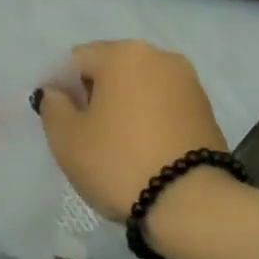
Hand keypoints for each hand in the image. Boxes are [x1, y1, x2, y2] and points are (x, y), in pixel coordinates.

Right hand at [36, 40, 225, 221]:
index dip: (61, 88)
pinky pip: (163, 105)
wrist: (192, 204)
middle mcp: (160, 56)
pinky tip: (143, 150)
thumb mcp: (66, 138)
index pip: (77, 60)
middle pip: (111, 69)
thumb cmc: (119, 162)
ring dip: (123, 106)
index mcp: (123, 54)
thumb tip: (57, 92)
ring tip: (116, 145)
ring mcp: (189, 82)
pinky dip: (148, 119)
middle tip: (85, 135)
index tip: (60, 122)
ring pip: (139, 87)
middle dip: (94, 95)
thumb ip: (52, 106)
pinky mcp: (207, 109)